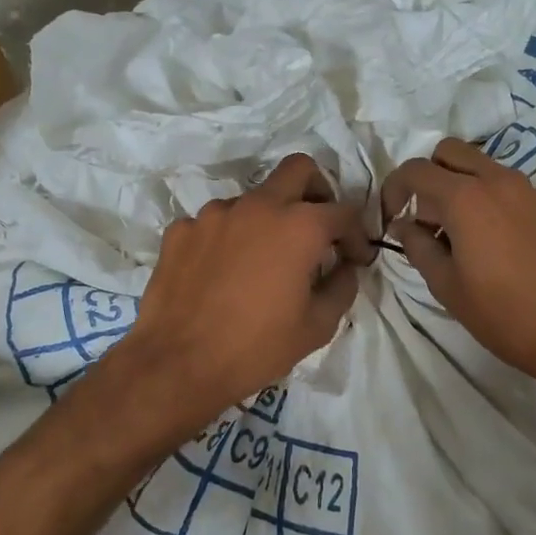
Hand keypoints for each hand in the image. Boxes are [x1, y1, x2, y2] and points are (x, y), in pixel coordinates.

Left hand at [117, 154, 373, 422]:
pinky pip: (215, 223)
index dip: (357, 235)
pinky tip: (223, 273)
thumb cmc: (257, 347)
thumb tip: (344, 267)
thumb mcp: (317, 326)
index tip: (355, 258)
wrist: (178, 364)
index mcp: (299, 226)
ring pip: (253, 199)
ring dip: (267, 220)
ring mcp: (214, 214)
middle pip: (298, 170)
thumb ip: (341, 287)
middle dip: (317, 191)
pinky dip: (228, 239)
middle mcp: (258, 206)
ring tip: (262, 262)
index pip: (343, 212)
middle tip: (317, 228)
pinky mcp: (181, 230)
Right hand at [383, 138, 535, 397]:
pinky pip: (500, 182)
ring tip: (451, 235)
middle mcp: (496, 180)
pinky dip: (480, 194)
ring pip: (477, 164)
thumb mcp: (446, 286)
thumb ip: (417, 247)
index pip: (416, 170)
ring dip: (454, 185)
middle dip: (426, 178)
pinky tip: (481, 240)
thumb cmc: (503, 314)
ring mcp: (525, 189)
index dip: (393, 190)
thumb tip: (404, 226)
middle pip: (448, 152)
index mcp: (466, 197)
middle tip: (422, 220)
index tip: (390, 221)